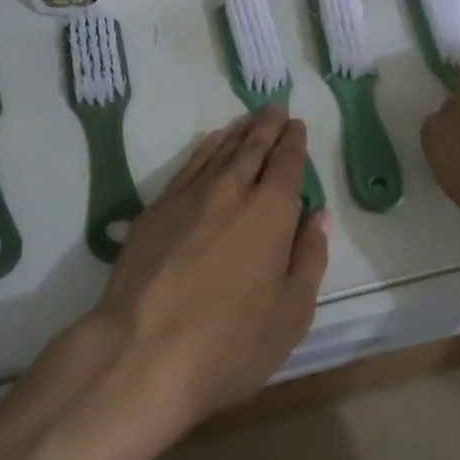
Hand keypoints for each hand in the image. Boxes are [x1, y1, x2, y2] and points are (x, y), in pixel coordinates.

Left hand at [88, 107, 328, 436]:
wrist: (143, 350)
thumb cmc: (230, 343)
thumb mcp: (290, 315)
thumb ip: (309, 259)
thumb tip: (317, 216)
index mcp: (271, 212)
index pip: (287, 163)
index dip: (294, 142)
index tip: (297, 125)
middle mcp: (232, 190)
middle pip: (253, 147)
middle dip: (267, 127)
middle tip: (276, 109)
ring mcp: (190, 195)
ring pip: (220, 151)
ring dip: (238, 132)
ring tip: (248, 120)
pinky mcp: (157, 207)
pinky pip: (189, 164)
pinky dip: (204, 148)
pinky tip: (209, 144)